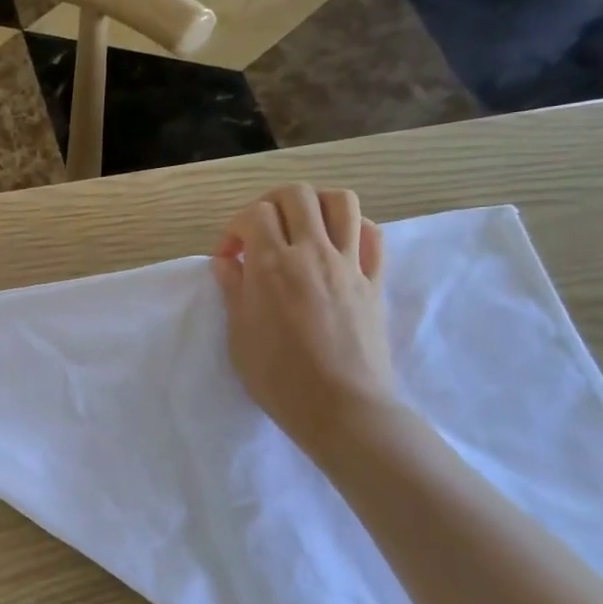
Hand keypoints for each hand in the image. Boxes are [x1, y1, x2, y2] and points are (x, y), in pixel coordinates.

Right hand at [213, 185, 399, 460]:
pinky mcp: (374, 280)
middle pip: (297, 195)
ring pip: (341, 202)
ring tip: (302, 228)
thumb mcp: (239, 335)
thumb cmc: (279, 377)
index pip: (254, 215)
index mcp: (271, 264)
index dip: (234, 229)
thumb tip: (228, 262)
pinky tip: (338, 246)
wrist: (341, 408)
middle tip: (261, 232)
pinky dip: (353, 228)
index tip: (229, 259)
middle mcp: (312, 252)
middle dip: (272, 204)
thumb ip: (233, 290)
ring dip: (316, 205)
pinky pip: (372, 235)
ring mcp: (349, 264)